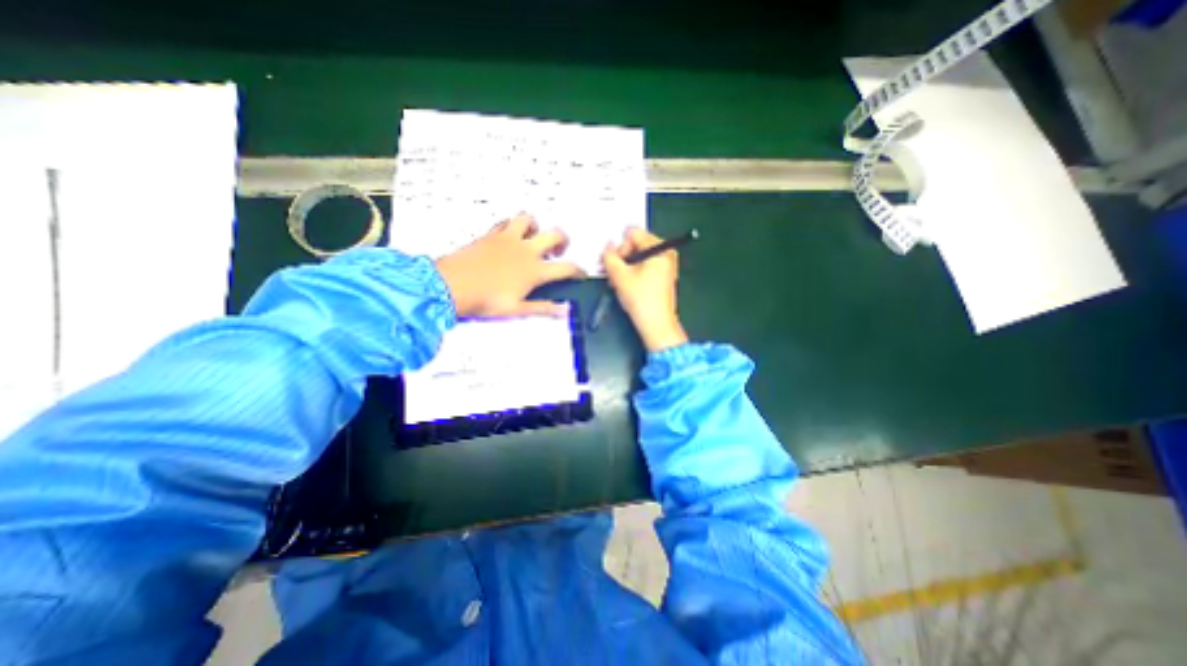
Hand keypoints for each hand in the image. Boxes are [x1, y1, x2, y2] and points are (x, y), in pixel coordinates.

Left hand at [435, 212, 582, 317]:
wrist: (451, 286)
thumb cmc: (485, 300)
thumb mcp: (517, 310)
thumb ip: (543, 308)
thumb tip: (564, 311)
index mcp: (534, 270)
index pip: (566, 267)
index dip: (578, 270)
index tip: (581, 273)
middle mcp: (525, 250)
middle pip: (555, 235)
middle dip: (564, 240)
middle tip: (559, 250)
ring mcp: (508, 239)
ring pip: (529, 219)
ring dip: (536, 226)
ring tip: (534, 237)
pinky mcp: (491, 234)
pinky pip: (506, 222)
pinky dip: (512, 226)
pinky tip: (510, 236)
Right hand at [604, 230, 687, 352]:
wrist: (657, 326)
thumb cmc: (641, 300)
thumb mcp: (620, 276)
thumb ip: (609, 257)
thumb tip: (607, 247)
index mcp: (660, 248)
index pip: (633, 234)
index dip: (619, 247)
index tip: (611, 264)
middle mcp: (666, 253)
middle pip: (637, 244)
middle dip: (621, 258)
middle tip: (611, 273)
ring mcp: (666, 266)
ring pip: (639, 257)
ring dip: (625, 267)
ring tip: (617, 282)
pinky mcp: (663, 277)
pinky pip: (645, 267)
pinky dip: (633, 273)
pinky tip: (626, 286)